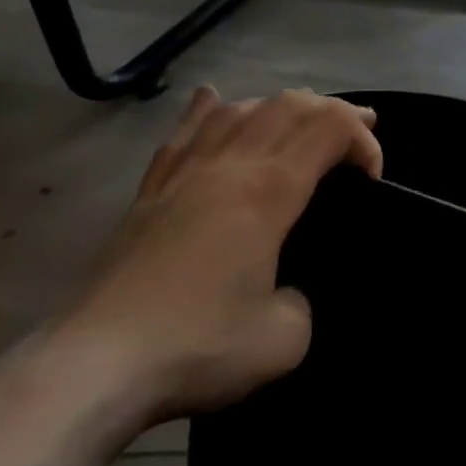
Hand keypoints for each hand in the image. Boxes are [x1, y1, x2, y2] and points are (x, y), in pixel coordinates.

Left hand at [45, 87, 381, 438]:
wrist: (94, 366)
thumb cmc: (198, 346)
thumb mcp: (285, 339)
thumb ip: (303, 301)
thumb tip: (286, 290)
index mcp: (268, 190)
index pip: (330, 127)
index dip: (363, 140)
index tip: (372, 181)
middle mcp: (228, 165)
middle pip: (289, 105)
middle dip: (335, 110)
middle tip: (360, 133)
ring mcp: (183, 172)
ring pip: (240, 108)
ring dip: (282, 105)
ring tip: (303, 118)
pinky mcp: (150, 191)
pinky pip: (185, 132)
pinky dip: (209, 109)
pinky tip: (214, 98)